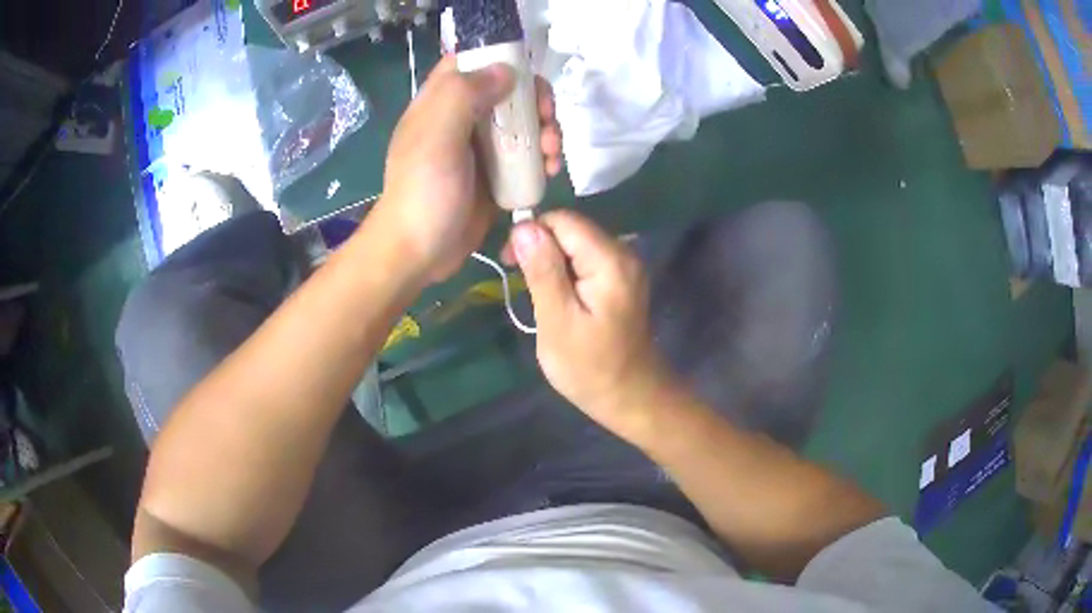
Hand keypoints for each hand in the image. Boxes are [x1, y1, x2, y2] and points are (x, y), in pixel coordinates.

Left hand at [372, 56, 562, 284]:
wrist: (419, 252)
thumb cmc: (423, 191)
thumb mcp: (436, 136)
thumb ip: (464, 95)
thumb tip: (506, 70)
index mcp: (440, 102)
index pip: (471, 62)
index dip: (502, 59)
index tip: (527, 74)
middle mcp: (461, 118)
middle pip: (507, 91)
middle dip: (535, 101)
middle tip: (547, 121)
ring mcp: (481, 148)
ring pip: (522, 123)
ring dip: (545, 131)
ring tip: (551, 154)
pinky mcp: (496, 175)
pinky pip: (526, 155)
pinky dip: (543, 158)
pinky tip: (550, 171)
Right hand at [503, 211, 677, 437]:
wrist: (630, 396)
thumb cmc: (590, 368)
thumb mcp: (557, 322)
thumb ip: (543, 272)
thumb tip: (524, 227)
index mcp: (610, 260)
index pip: (563, 220)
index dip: (531, 233)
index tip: (510, 263)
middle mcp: (622, 252)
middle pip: (571, 228)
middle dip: (540, 247)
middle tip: (521, 284)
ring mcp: (624, 265)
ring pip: (575, 243)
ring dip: (549, 261)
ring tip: (537, 296)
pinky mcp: (620, 278)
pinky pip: (585, 259)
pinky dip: (564, 272)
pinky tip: (556, 297)